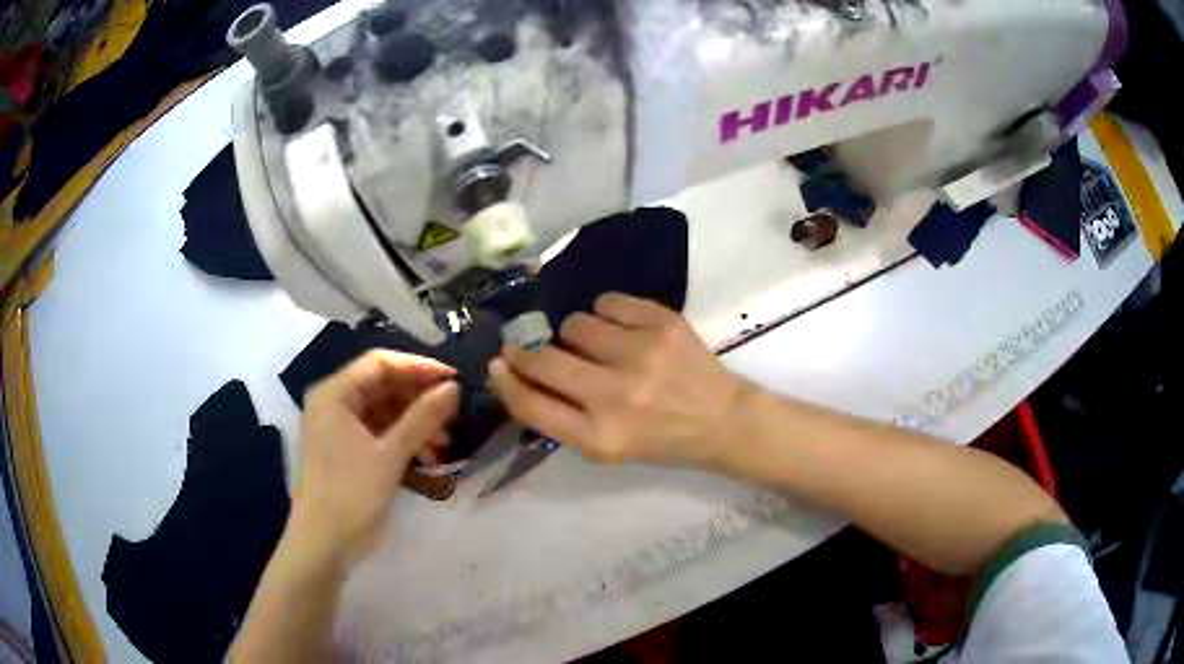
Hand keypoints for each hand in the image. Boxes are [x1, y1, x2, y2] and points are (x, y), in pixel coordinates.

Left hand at [290, 351, 458, 568]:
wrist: (325, 544)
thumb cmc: (351, 494)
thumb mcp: (390, 455)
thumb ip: (422, 418)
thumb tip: (453, 388)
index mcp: (333, 394)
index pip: (379, 363)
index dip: (418, 367)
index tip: (453, 380)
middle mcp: (334, 404)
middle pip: (382, 386)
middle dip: (419, 398)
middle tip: (453, 412)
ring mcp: (340, 429)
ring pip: (385, 411)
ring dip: (416, 421)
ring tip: (446, 441)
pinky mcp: (349, 451)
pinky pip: (381, 433)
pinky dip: (405, 439)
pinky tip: (430, 455)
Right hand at [488, 293, 747, 468]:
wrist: (722, 419)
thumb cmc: (660, 439)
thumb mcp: (606, 448)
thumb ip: (561, 417)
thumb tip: (516, 374)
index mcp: (600, 438)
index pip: (531, 404)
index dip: (505, 381)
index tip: (498, 364)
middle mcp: (616, 396)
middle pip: (544, 359)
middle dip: (526, 351)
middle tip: (526, 346)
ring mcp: (642, 355)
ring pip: (575, 323)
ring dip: (578, 334)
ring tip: (600, 346)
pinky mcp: (663, 324)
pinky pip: (608, 302)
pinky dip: (608, 313)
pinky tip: (624, 330)